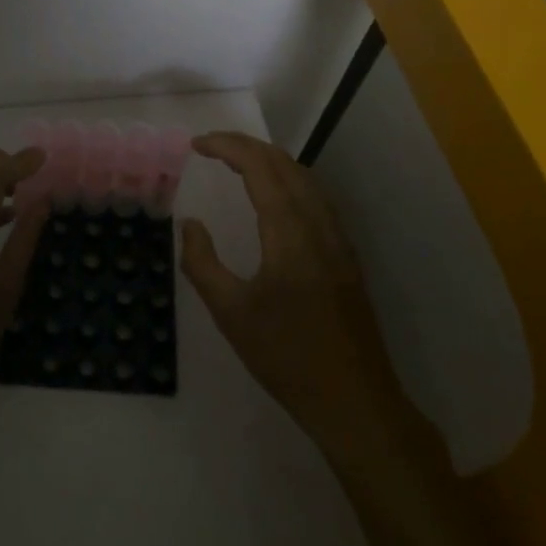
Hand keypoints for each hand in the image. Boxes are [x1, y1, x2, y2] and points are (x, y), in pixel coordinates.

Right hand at [180, 132, 413, 463]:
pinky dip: (289, 179)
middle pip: (284, 163)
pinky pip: (317, 197)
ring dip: (270, 159)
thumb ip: (203, 263)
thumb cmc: (287, 357)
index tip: (196, 144)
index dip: (227, 146)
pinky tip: (276, 196)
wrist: (355, 400)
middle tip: (212, 147)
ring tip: (238, 161)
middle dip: (246, 146)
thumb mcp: (231, 314)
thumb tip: (190, 225)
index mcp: (289, 232)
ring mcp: (338, 238)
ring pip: (305, 177)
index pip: (259, 167)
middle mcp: (318, 223)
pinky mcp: (346, 254)